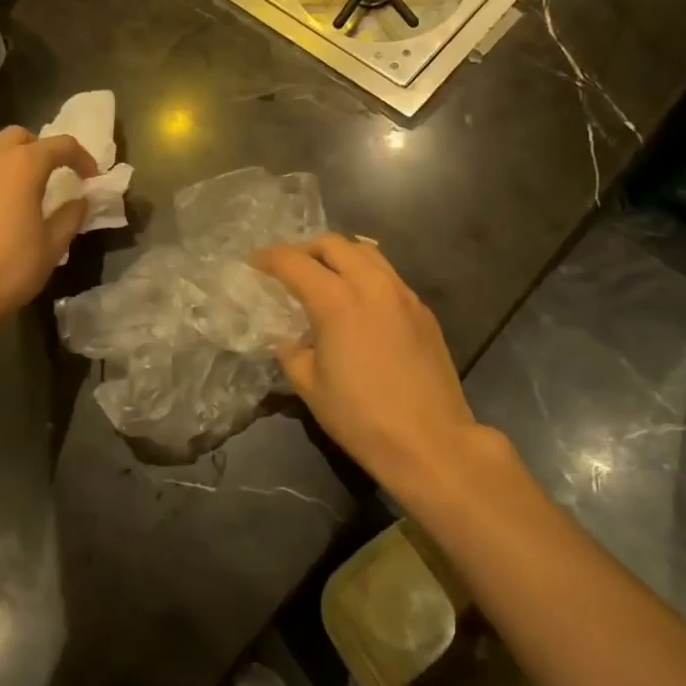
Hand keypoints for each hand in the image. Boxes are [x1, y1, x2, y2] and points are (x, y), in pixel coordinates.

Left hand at [0, 127, 97, 339]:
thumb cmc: (10, 268)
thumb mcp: (52, 246)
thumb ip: (70, 216)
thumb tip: (80, 200)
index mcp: (23, 166)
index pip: (61, 145)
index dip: (82, 157)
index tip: (92, 178)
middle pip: (20, 137)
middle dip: (43, 149)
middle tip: (58, 175)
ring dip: (17, 162)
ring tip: (33, 192)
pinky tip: (6, 210)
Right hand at [253, 235, 513, 501]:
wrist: (430, 442)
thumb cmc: (361, 417)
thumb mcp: (308, 385)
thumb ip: (290, 350)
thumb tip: (288, 337)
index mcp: (336, 301)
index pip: (294, 262)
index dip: (269, 257)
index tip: (255, 261)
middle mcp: (372, 285)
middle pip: (333, 243)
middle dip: (305, 249)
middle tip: (290, 269)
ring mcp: (403, 294)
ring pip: (367, 252)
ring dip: (339, 255)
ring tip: (325, 277)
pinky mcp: (423, 310)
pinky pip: (388, 275)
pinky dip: (366, 274)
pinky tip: (359, 302)